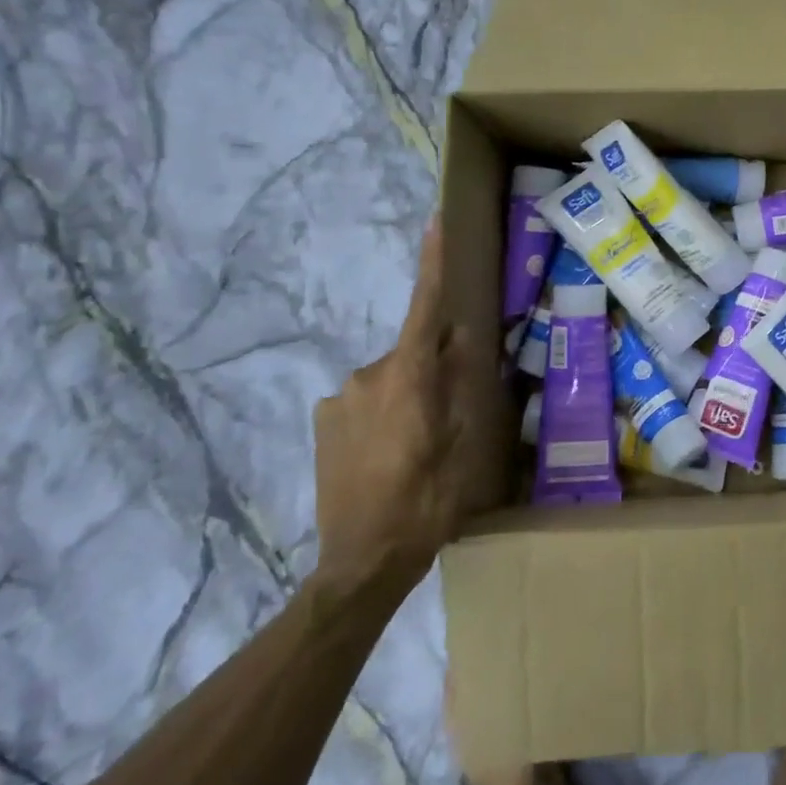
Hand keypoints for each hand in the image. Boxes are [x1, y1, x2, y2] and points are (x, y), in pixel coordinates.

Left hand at [313, 217, 472, 601]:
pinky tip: (393, 454)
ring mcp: (338, 401)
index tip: (436, 221)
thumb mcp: (462, 444)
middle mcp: (366, 377)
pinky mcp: (323, 423)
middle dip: (434, 366)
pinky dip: (385, 413)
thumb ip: (460, 386)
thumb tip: (459, 342)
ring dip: (410, 394)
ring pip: (390, 379)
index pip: (425, 308)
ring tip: (423, 443)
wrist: (359, 564)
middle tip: (454, 408)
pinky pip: (366, 401)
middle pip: (412, 352)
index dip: (432, 264)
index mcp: (407, 378)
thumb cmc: (425, 502)